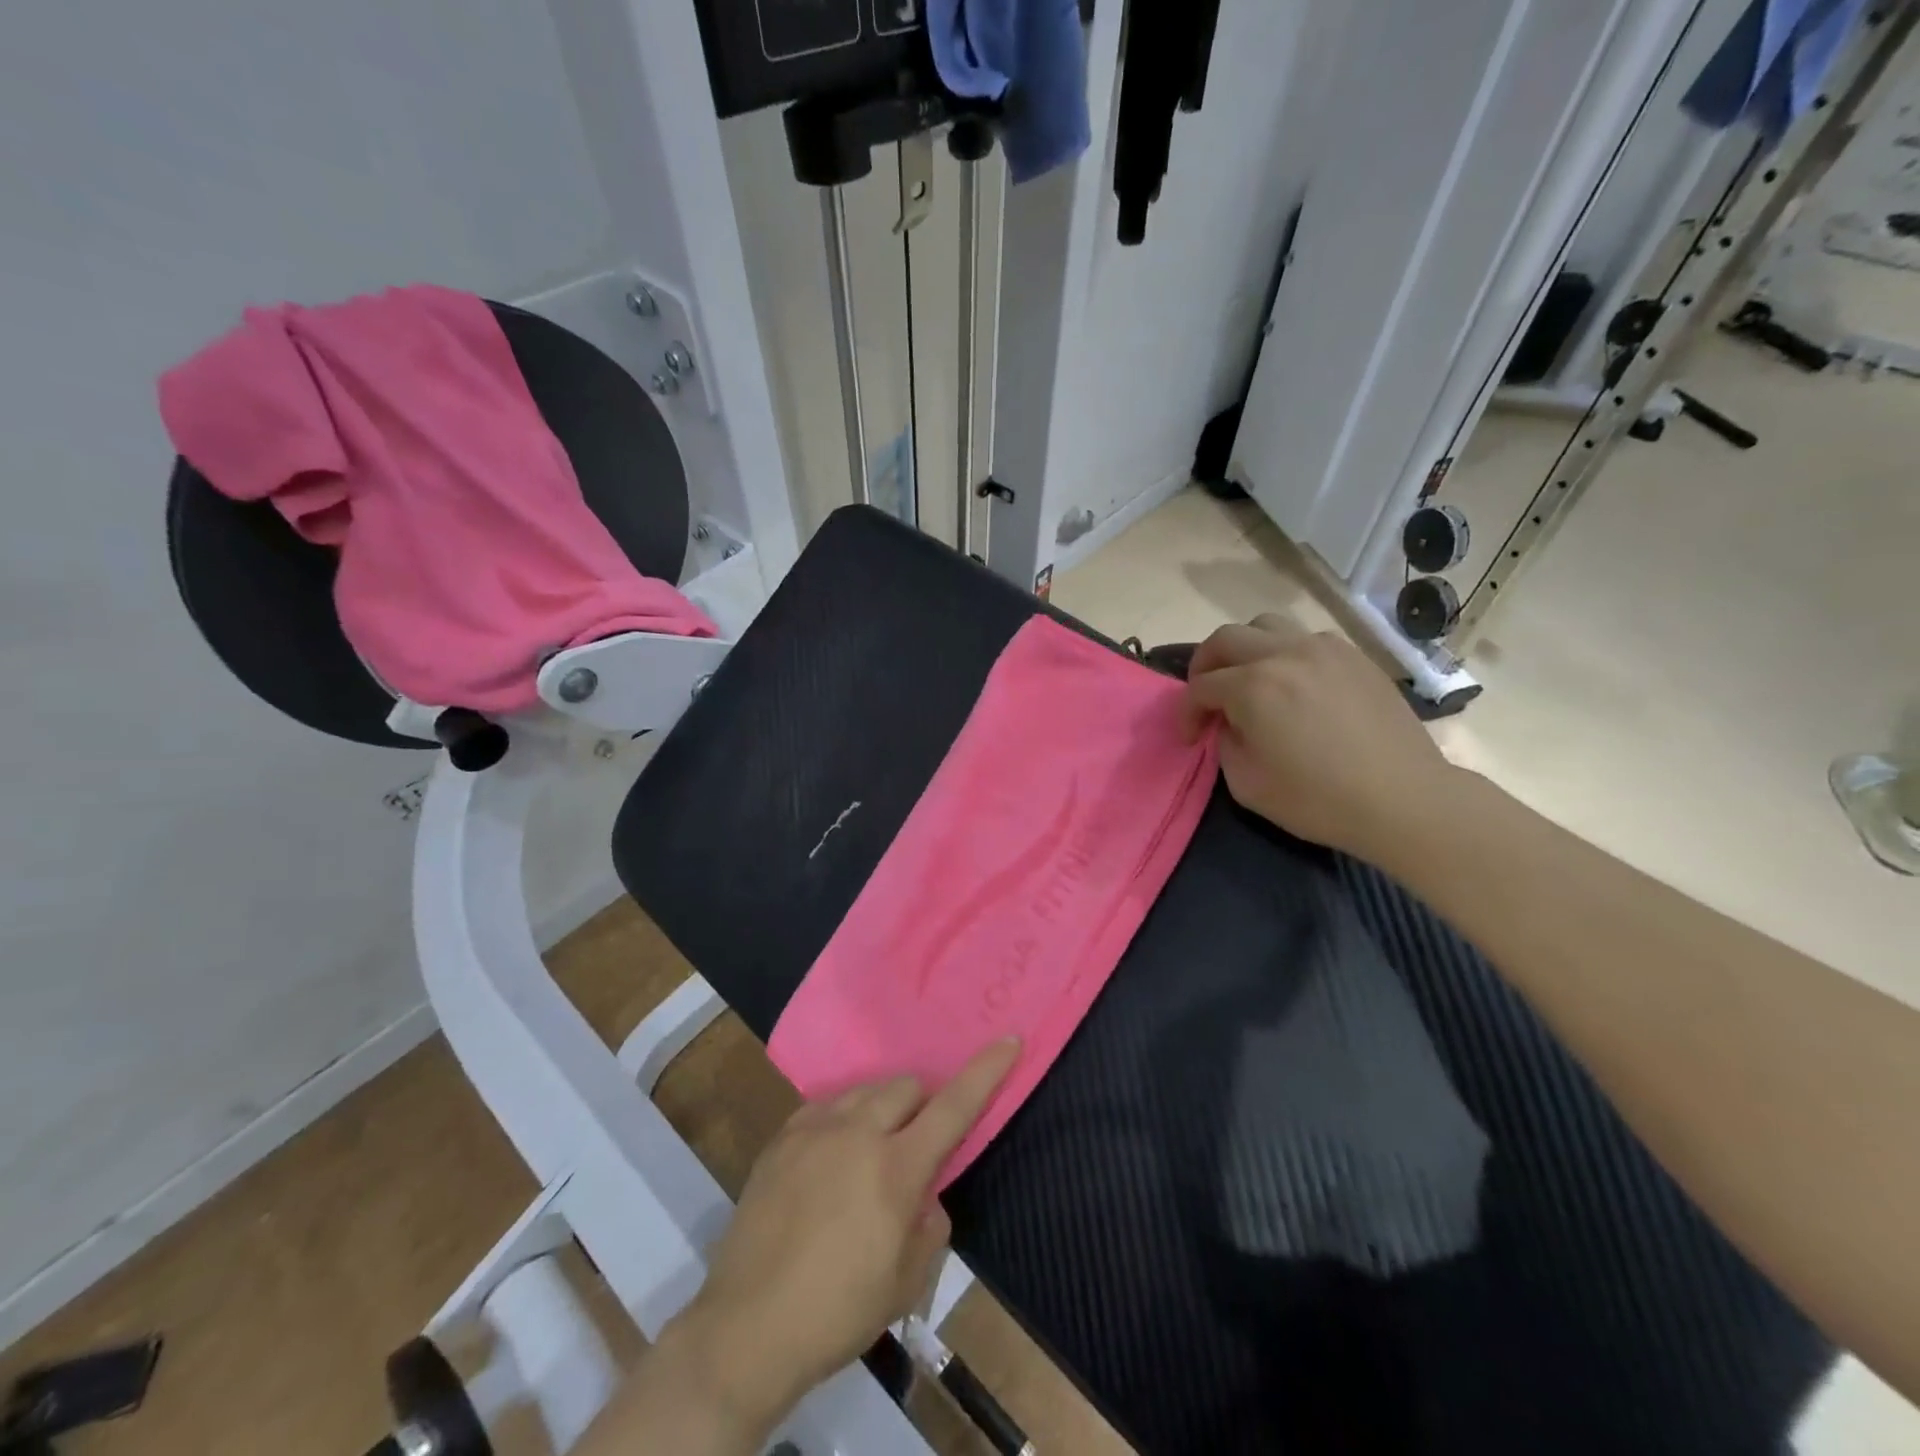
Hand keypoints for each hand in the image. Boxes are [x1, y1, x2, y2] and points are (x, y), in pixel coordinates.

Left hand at [671, 1038, 1021, 1431]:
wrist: (747, 1328)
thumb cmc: (837, 1311)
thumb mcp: (905, 1282)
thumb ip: (929, 1225)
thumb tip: (926, 1195)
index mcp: (896, 1168)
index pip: (954, 1106)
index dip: (986, 1071)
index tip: (1009, 1039)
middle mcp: (858, 1132)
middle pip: (906, 1086)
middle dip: (921, 1106)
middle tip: (914, 1147)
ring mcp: (815, 1129)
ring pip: (865, 1091)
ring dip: (881, 1111)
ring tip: (868, 1155)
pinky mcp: (782, 1137)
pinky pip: (826, 1108)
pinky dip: (842, 1122)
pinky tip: (829, 1161)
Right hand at [1181, 617, 1453, 864]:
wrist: (1403, 799)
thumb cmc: (1319, 800)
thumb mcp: (1247, 784)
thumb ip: (1225, 744)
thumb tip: (1230, 723)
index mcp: (1253, 687)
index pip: (1200, 687)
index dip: (1187, 713)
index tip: (1190, 738)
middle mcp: (1284, 655)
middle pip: (1225, 639)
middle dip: (1204, 665)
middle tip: (1205, 696)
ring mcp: (1323, 649)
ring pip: (1265, 625)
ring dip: (1244, 649)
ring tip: (1247, 679)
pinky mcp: (1353, 656)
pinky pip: (1304, 638)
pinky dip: (1284, 653)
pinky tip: (1292, 684)